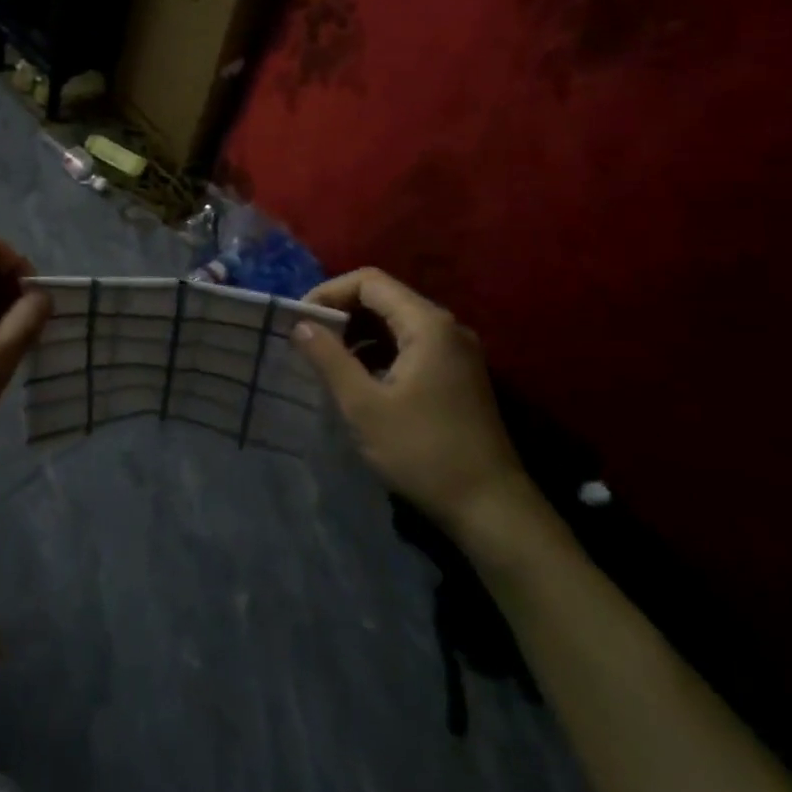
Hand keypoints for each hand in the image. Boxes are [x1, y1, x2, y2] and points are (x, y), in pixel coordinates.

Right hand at [293, 269, 534, 536]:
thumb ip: (329, 358)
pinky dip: (378, 349)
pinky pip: (409, 343)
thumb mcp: (364, 405)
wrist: (492, 509)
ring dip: (358, 331)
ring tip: (325, 357)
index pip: (369, 281)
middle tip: (307, 337)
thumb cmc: (423, 451)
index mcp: (427, 325)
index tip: (300, 320)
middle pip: (384, 297)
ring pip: (396, 321)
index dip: (328, 292)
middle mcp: (446, 328)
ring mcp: (456, 352)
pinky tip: (359, 377)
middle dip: (341, 311)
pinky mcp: (457, 374)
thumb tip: (300, 325)